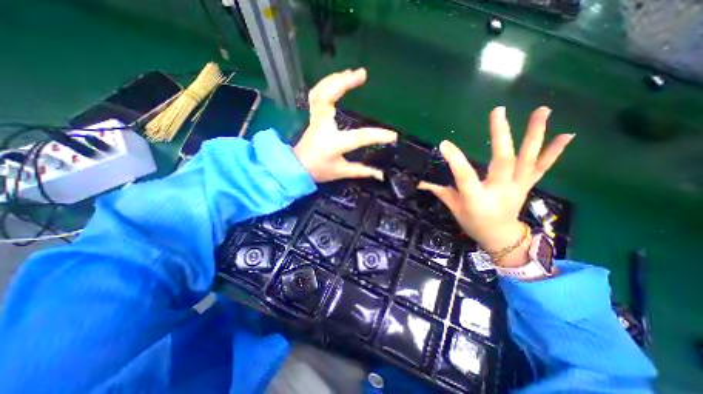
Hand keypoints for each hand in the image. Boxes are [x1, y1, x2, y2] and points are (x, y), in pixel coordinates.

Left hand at [294, 68, 397, 182]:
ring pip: (319, 92)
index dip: (376, 135)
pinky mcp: (313, 116)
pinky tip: (338, 79)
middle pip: (327, 98)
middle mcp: (322, 127)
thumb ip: (362, 171)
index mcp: (333, 144)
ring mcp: (315, 119)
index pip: (358, 137)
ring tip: (352, 73)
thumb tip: (381, 174)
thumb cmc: (319, 170)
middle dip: (343, 83)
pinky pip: (316, 95)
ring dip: (335, 79)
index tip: (392, 135)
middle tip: (362, 74)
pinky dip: (326, 84)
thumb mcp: (341, 172)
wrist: (297, 167)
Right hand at [419, 108, 573, 265]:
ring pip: (527, 159)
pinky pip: (541, 168)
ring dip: (535, 134)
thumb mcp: (454, 208)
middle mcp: (499, 190)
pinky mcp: (527, 185)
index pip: (464, 176)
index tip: (444, 143)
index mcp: (476, 198)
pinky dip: (554, 152)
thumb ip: (439, 191)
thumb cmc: (474, 223)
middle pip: (502, 161)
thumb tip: (419, 181)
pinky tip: (567, 134)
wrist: (501, 237)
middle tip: (497, 111)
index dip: (455, 159)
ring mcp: (517, 187)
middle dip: (500, 135)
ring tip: (542, 110)